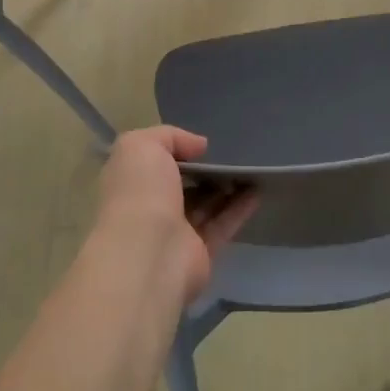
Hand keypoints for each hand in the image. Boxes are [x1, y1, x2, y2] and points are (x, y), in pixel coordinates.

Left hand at [93, 127, 257, 305]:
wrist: (147, 253)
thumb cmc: (139, 192)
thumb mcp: (141, 146)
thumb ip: (170, 137)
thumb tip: (199, 146)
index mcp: (131, 184)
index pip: (151, 164)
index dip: (173, 151)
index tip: (199, 143)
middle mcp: (149, 209)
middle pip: (180, 186)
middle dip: (202, 171)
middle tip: (229, 153)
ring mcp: (174, 234)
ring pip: (204, 205)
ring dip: (225, 187)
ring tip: (250, 167)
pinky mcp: (200, 253)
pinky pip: (222, 225)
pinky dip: (240, 208)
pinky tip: (258, 190)